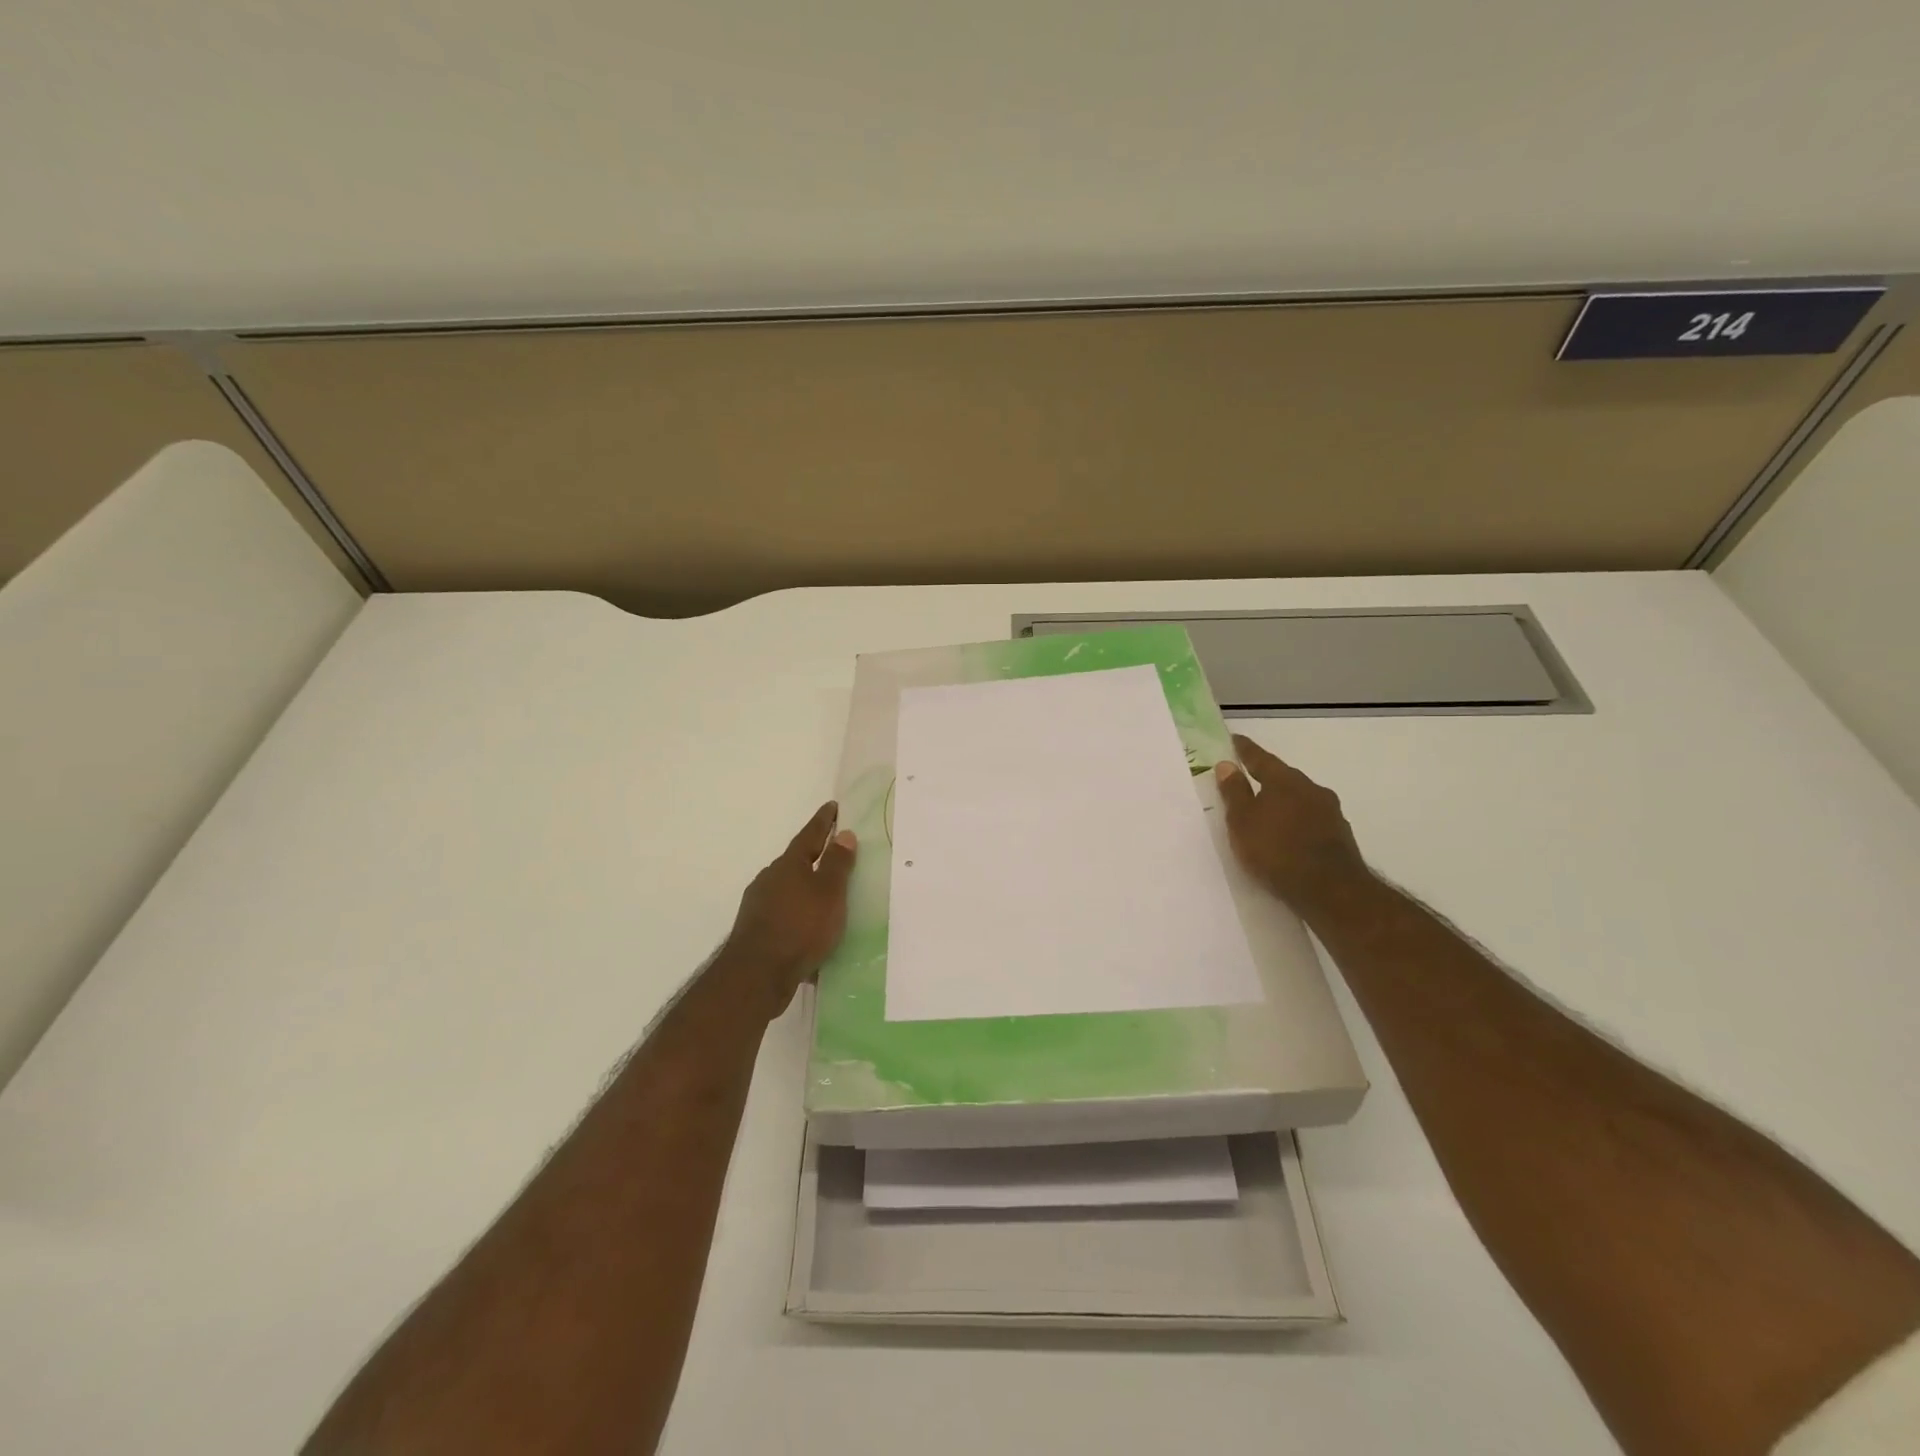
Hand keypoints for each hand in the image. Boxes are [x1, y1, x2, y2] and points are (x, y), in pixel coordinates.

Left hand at [716, 802, 857, 1017]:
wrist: (756, 975)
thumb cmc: (800, 927)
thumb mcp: (829, 893)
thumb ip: (837, 864)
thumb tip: (843, 834)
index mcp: (789, 865)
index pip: (810, 835)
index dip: (823, 821)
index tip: (833, 806)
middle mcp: (770, 880)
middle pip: (796, 863)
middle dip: (814, 859)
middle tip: (834, 856)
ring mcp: (759, 906)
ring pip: (788, 892)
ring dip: (805, 893)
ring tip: (826, 902)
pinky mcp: (756, 933)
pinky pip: (784, 919)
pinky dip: (799, 920)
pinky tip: (810, 936)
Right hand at [1214, 735, 1371, 917]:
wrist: (1330, 890)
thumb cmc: (1276, 850)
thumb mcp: (1243, 821)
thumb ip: (1234, 792)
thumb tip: (1226, 765)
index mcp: (1284, 781)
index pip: (1260, 758)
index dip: (1245, 750)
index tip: (1235, 740)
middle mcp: (1311, 789)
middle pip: (1284, 778)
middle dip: (1267, 778)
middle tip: (1250, 780)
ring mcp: (1330, 813)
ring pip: (1301, 799)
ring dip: (1284, 802)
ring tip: (1268, 813)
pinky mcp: (1340, 836)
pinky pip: (1311, 821)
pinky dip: (1297, 823)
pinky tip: (1289, 836)